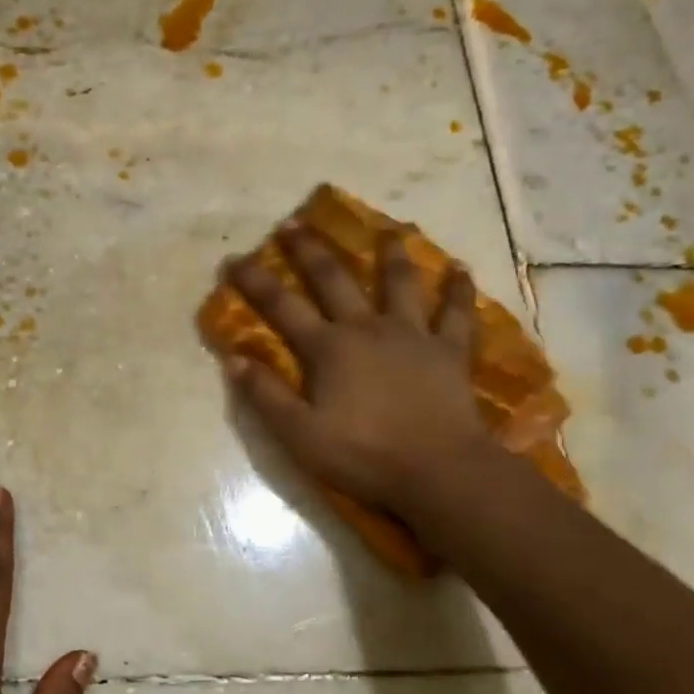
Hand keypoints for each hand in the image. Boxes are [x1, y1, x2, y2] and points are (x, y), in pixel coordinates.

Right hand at [224, 227, 498, 522]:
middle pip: (335, 279)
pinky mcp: (449, 352)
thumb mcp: (300, 434)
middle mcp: (368, 329)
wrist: (438, 471)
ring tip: (389, 230)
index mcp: (329, 349)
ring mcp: (413, 336)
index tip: (234, 259)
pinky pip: (456, 314)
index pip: (282, 307)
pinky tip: (459, 268)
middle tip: (295, 223)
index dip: (255, 282)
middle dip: (310, 250)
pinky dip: (458, 290)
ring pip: (400, 284)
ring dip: (391, 254)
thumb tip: (234, 359)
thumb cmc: (363, 455)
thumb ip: (266, 395)